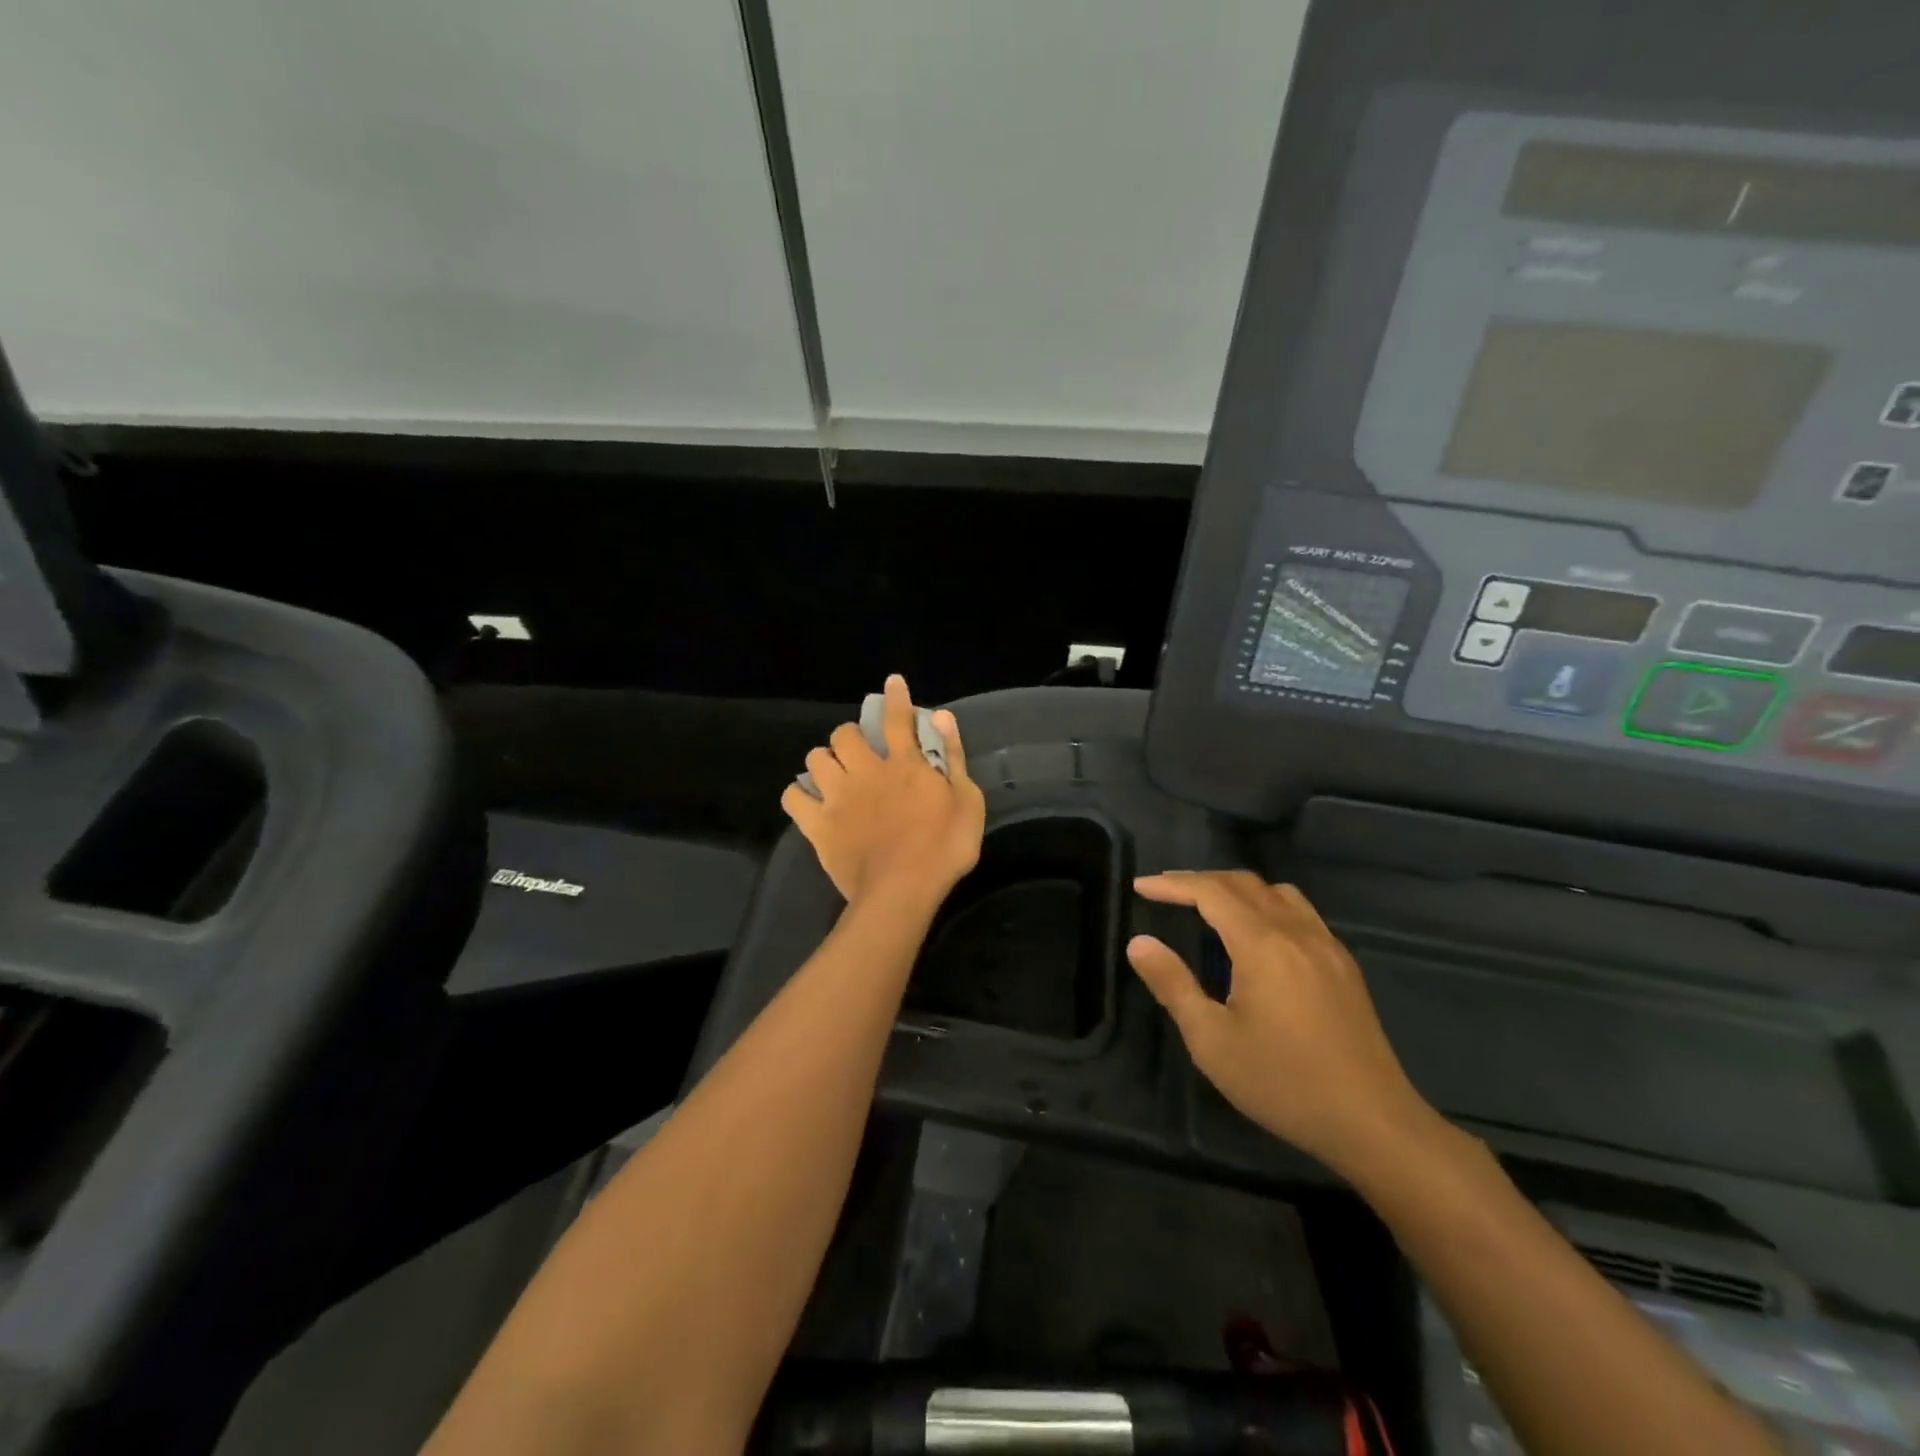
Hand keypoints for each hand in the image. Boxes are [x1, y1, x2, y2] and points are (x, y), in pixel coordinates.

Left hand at [780, 676, 986, 907]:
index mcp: (904, 764)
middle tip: (859, 751)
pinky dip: (799, 795)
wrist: (902, 891)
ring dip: (824, 761)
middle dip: (849, 736)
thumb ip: (953, 757)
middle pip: (843, 735)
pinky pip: (794, 798)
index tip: (892, 682)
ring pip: (815, 759)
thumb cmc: (944, 848)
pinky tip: (809, 801)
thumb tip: (941, 717)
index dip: (895, 697)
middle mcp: (866, 772)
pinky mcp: (818, 825)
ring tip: (834, 774)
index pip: (897, 719)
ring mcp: (838, 797)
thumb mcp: (968, 801)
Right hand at [1127, 871, 1440, 1178]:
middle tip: (1166, 890)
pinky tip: (1259, 934)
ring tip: (1209, 905)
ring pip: (1277, 892)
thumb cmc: (1283, 1082)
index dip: (1173, 884)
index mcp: (1262, 944)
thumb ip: (1173, 985)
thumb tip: (1139, 942)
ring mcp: (1326, 946)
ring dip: (1236, 888)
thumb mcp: (1211, 1040)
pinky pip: (1301, 912)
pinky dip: (1267, 904)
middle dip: (1200, 880)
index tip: (1140, 885)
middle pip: (1243, 883)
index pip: (1210, 892)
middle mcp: (1296, 932)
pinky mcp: (1344, 965)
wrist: (1374, 1123)